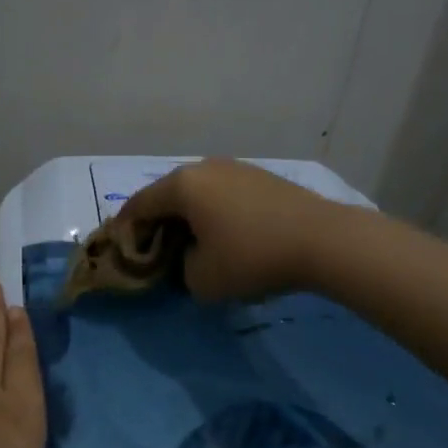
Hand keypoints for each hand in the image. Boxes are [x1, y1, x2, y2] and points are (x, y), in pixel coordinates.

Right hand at [117, 158, 342, 301]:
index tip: (123, 253)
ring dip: (188, 218)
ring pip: (197, 194)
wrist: (324, 240)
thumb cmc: (252, 258)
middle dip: (158, 224)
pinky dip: (214, 213)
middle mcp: (204, 167)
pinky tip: (226, 235)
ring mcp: (235, 168)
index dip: (125, 231)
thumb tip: (190, 257)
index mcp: (181, 186)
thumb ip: (180, 269)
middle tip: (157, 252)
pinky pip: (223, 194)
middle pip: (167, 196)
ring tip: (193, 245)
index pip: (138, 206)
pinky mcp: (261, 177)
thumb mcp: (202, 280)